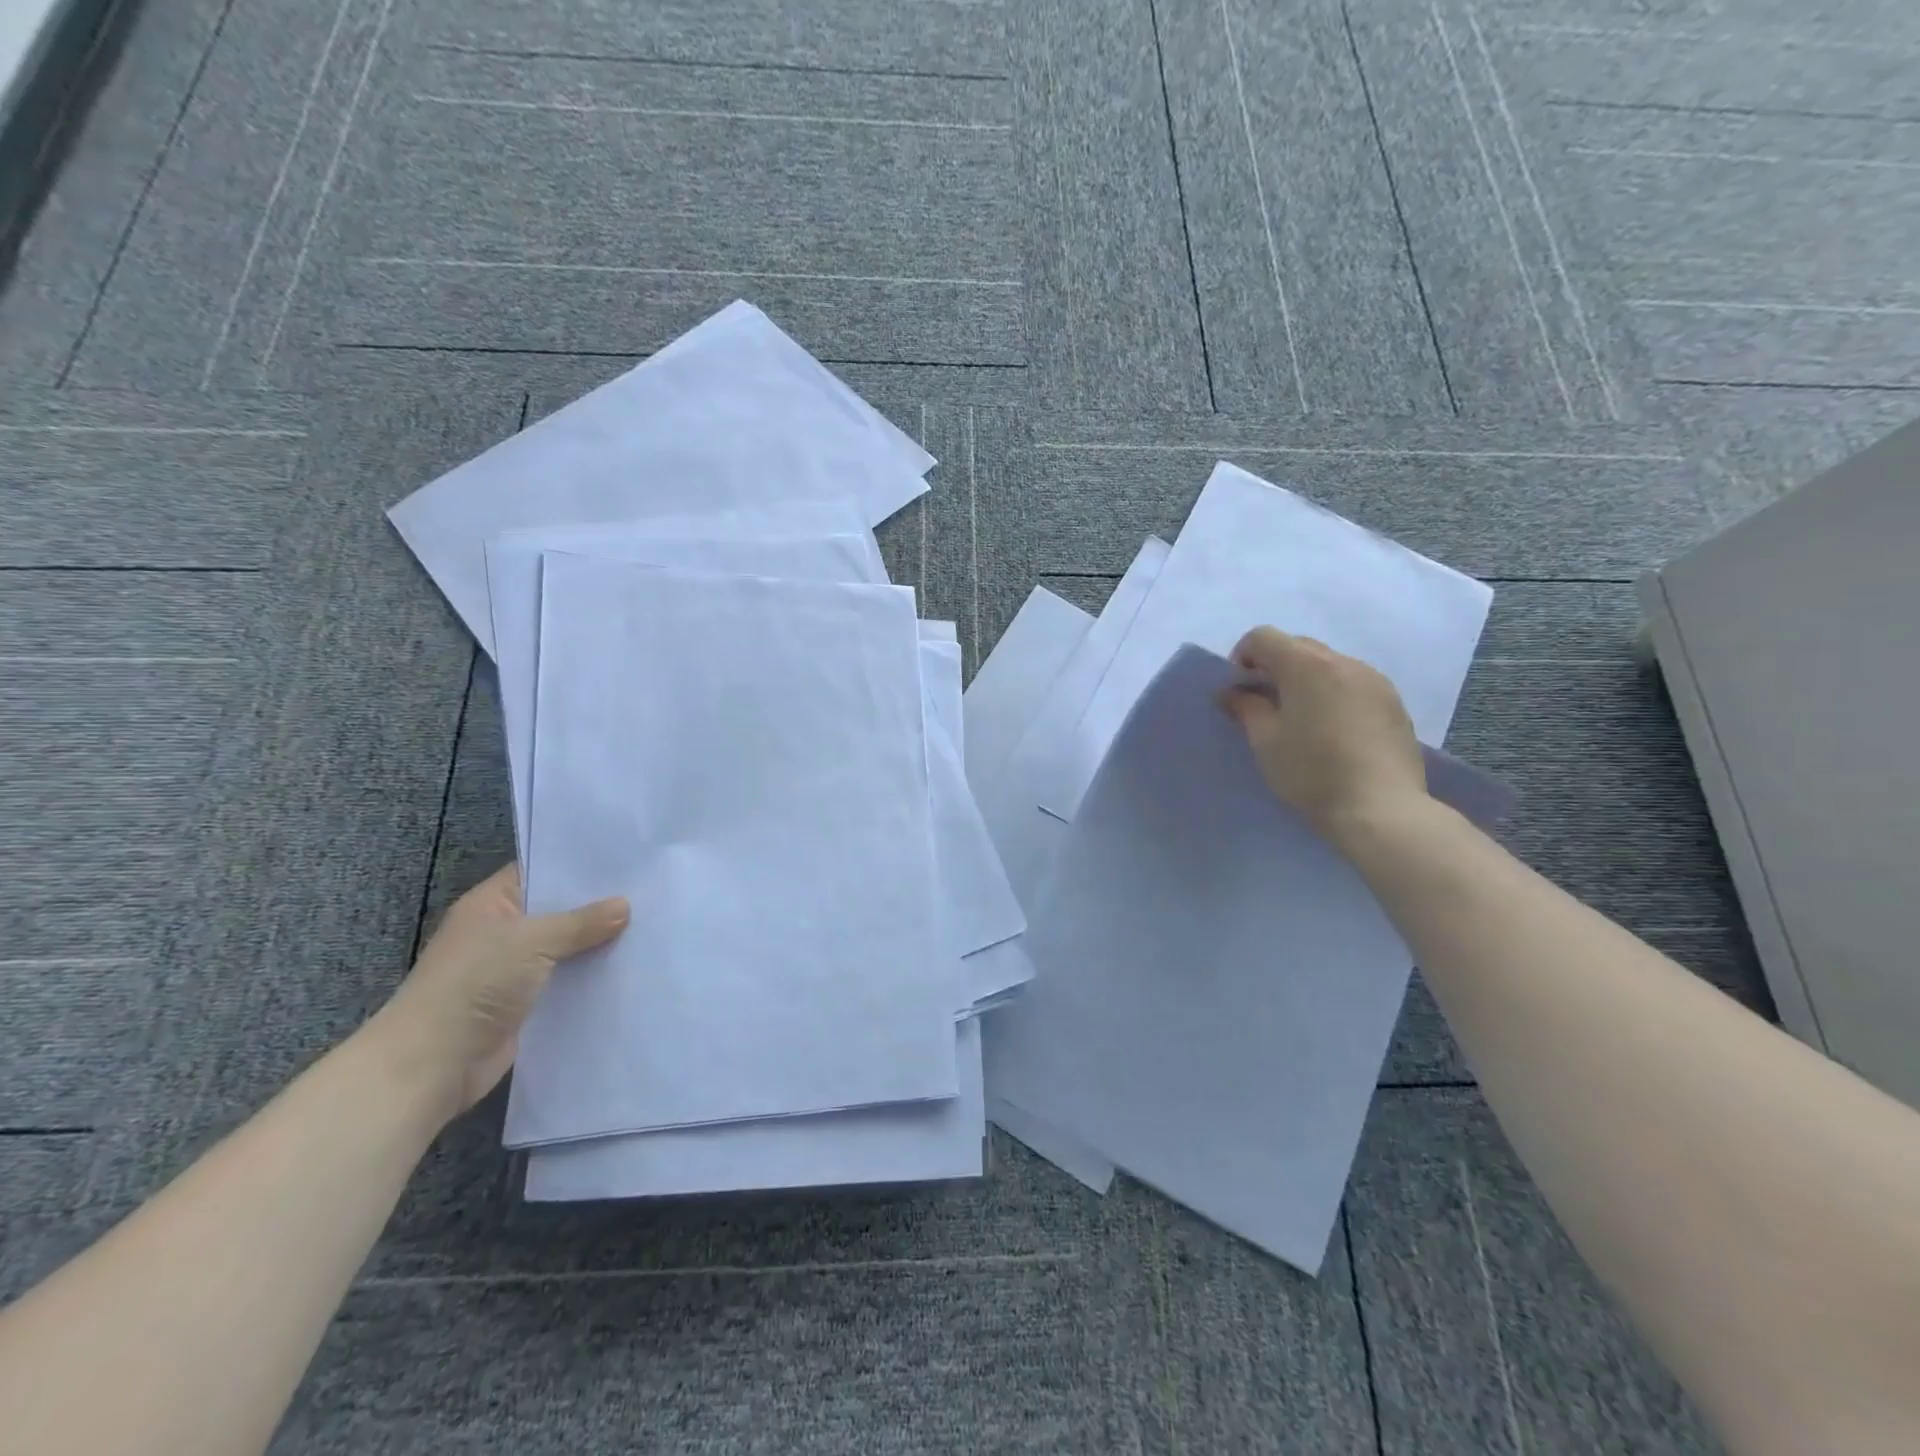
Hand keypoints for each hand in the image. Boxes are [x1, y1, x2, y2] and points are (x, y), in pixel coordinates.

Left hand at [368, 865, 628, 1124]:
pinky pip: (567, 980)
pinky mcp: (525, 1003)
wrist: (432, 1065)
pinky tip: (630, 967)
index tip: (626, 860)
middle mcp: (502, 931)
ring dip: (598, 943)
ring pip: (566, 947)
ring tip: (651, 926)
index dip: (579, 865)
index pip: (541, 871)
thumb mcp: (532, 941)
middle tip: (650, 890)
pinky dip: (591, 976)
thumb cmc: (474, 985)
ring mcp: (513, 969)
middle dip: (598, 905)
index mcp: (492, 903)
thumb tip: (625, 906)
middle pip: (558, 910)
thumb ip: (581, 922)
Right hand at [1219, 626, 1428, 845]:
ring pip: (1328, 663)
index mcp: (1307, 665)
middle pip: (1297, 645)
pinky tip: (1332, 730)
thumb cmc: (1311, 772)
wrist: (1381, 809)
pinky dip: (1333, 693)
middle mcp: (1343, 662)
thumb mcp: (1265, 742)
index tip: (1239, 690)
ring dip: (1305, 679)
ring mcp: (1374, 680)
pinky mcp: (1393, 702)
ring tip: (1300, 719)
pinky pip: (1353, 682)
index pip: (1263, 637)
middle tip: (1264, 704)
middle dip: (1274, 666)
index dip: (1242, 657)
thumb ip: (1245, 708)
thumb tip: (1231, 692)